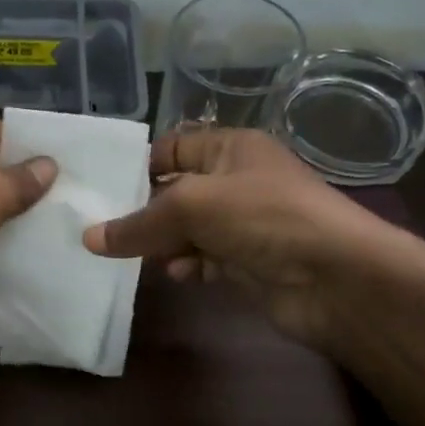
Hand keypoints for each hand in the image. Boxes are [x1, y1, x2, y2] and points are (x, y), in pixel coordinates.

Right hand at [82, 128, 411, 352]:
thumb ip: (138, 223)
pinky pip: (206, 259)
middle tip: (102, 230)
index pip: (173, 148)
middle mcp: (238, 181)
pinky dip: (188, 265)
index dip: (139, 165)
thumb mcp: (192, 207)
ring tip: (133, 256)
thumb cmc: (263, 217)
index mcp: (231, 149)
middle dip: (144, 211)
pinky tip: (176, 274)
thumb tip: (89, 239)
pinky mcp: (249, 262)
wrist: (335, 277)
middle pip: (177, 191)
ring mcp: (245, 223)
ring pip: (189, 229)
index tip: (102, 189)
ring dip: (163, 243)